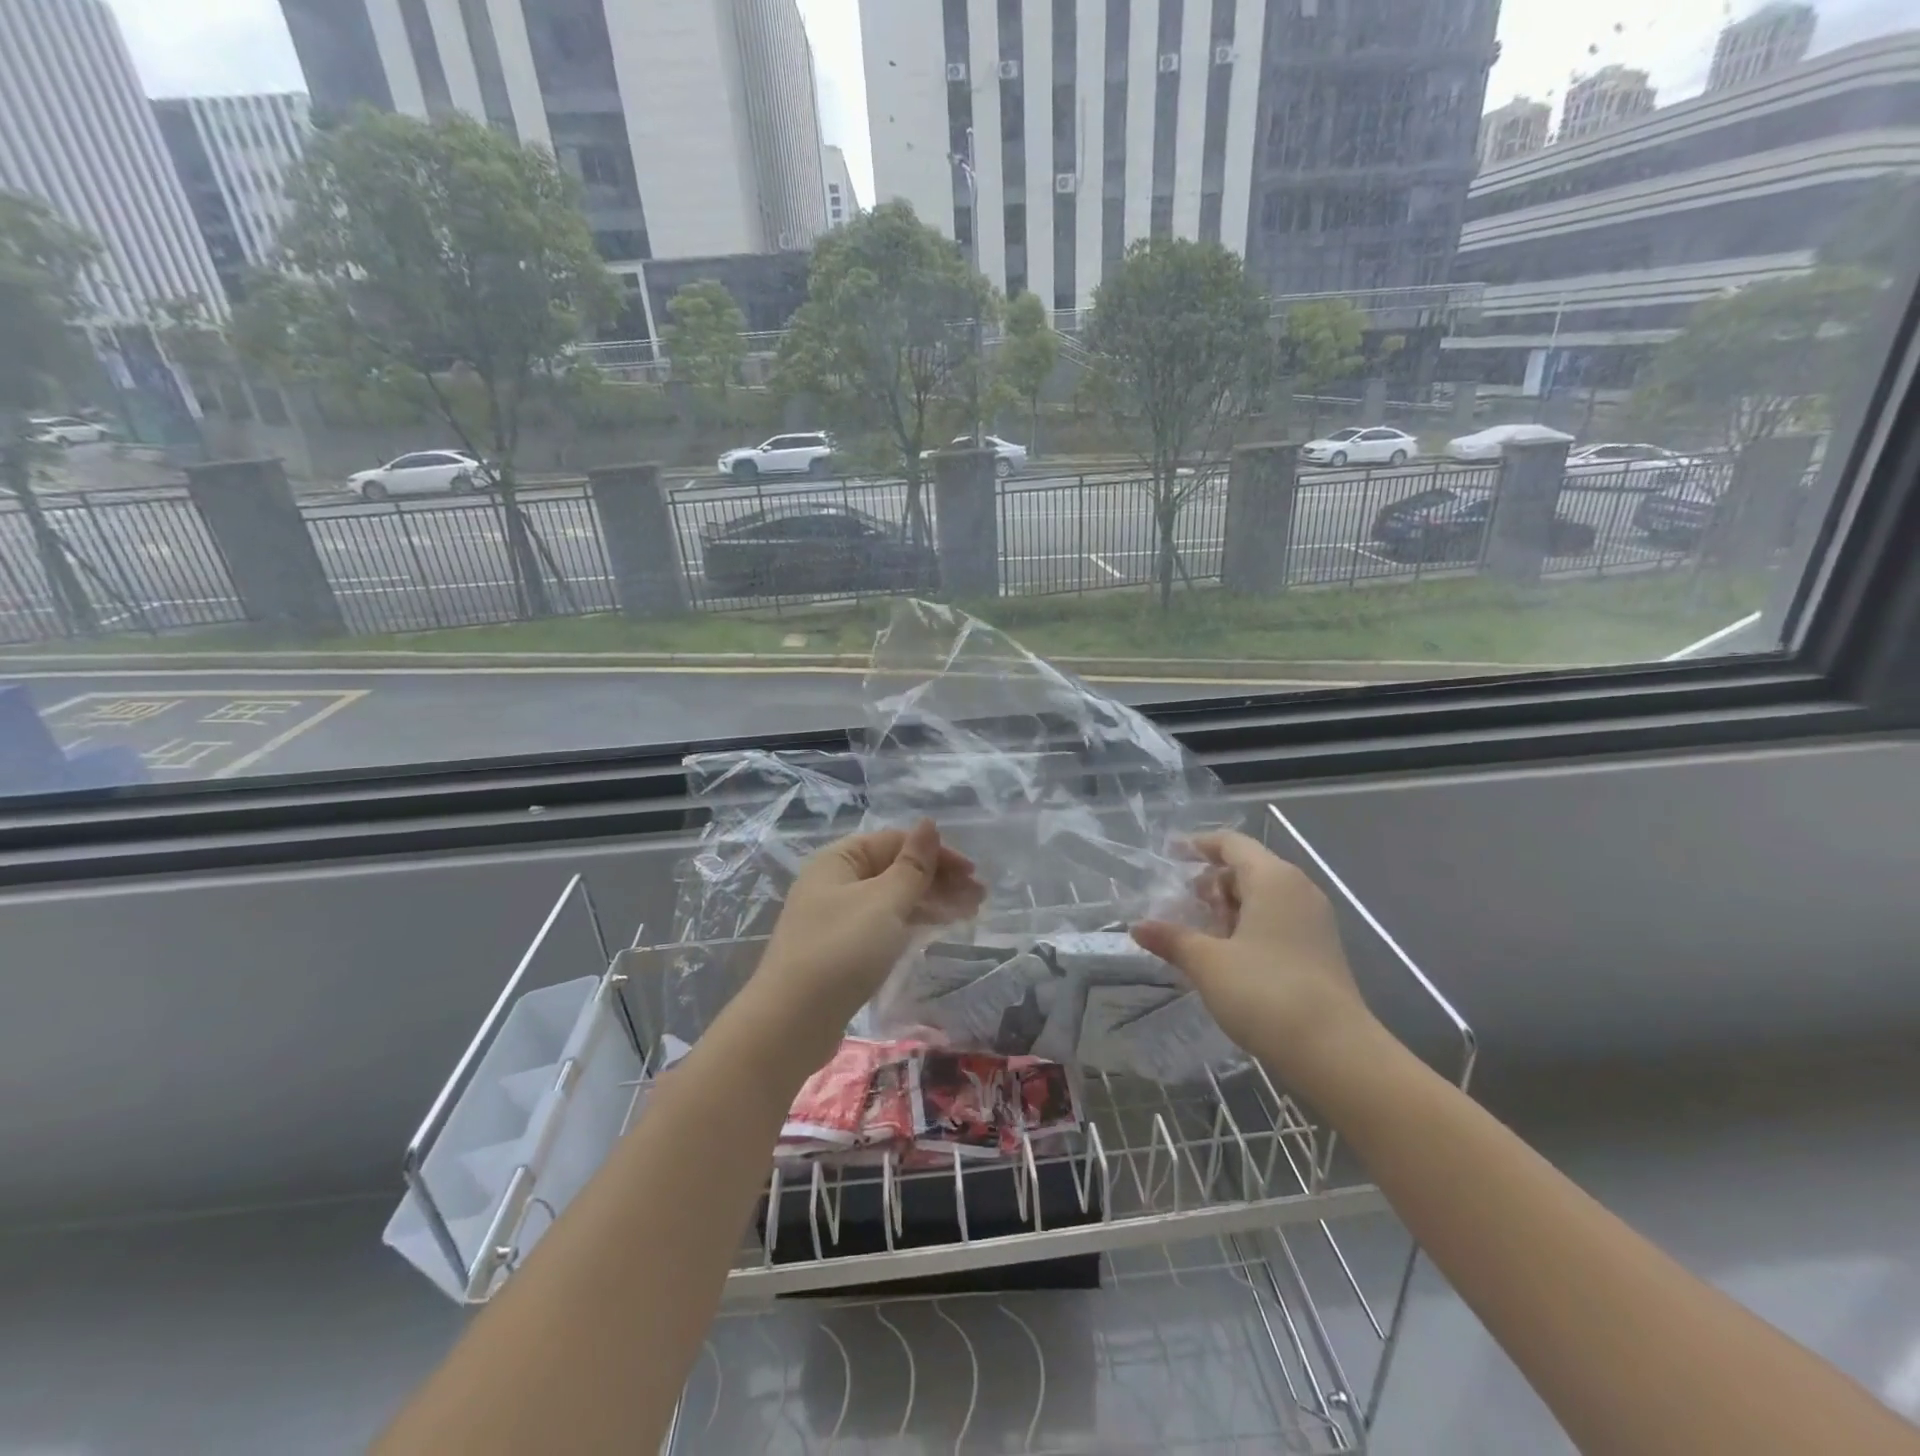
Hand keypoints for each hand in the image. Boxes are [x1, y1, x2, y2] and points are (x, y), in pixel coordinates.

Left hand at [748, 820, 984, 1069]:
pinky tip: (937, 928)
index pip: (895, 842)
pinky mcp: (843, 951)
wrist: (792, 1022)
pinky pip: (885, 924)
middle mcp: (836, 883)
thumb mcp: (884, 902)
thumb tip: (929, 823)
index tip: (971, 873)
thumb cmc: (841, 950)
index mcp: (839, 860)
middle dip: (938, 879)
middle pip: (895, 869)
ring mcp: (838, 918)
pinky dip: (912, 922)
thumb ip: (912, 865)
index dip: (936, 853)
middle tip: (979, 896)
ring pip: (893, 899)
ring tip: (970, 912)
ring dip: (931, 900)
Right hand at [1131, 830, 1379, 1082]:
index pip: (1232, 844)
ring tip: (1202, 935)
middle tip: (1183, 905)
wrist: (1335, 1052)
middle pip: (1248, 869)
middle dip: (1213, 883)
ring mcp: (1314, 921)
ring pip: (1264, 897)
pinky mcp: (1320, 950)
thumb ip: (1172, 939)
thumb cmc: (1265, 992)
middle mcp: (1298, 890)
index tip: (1171, 855)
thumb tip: (1137, 927)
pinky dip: (1250, 927)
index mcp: (1273, 879)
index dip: (1199, 845)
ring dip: (1230, 908)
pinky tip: (1229, 957)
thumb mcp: (1208, 963)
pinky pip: (1278, 921)